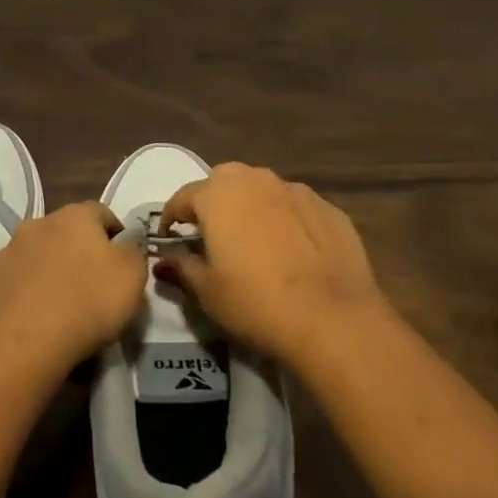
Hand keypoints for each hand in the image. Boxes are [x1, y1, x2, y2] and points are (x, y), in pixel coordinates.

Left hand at [0, 203, 145, 373]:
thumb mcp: (132, 277)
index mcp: (76, 215)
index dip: (116, 235)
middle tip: (92, 287)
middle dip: (79, 253)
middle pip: (67, 233)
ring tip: (61, 308)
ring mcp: (8, 251)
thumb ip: (134, 252)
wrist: (19, 345)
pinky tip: (35, 321)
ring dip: (50, 272)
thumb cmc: (86, 303)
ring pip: (38, 256)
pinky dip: (26, 294)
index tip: (123, 264)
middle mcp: (39, 223)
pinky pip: (16, 282)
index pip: (103, 213)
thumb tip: (126, 243)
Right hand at [157, 162, 384, 366]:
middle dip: (213, 205)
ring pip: (262, 192)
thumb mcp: (208, 292)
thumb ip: (183, 268)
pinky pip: (295, 209)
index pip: (183, 197)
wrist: (333, 318)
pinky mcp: (328, 208)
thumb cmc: (256, 302)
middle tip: (211, 237)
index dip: (172, 218)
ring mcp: (295, 190)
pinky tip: (292, 253)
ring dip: (252, 210)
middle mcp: (255, 179)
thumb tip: (164, 261)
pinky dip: (287, 222)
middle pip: (224, 184)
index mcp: (218, 194)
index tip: (169, 237)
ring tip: (254, 243)